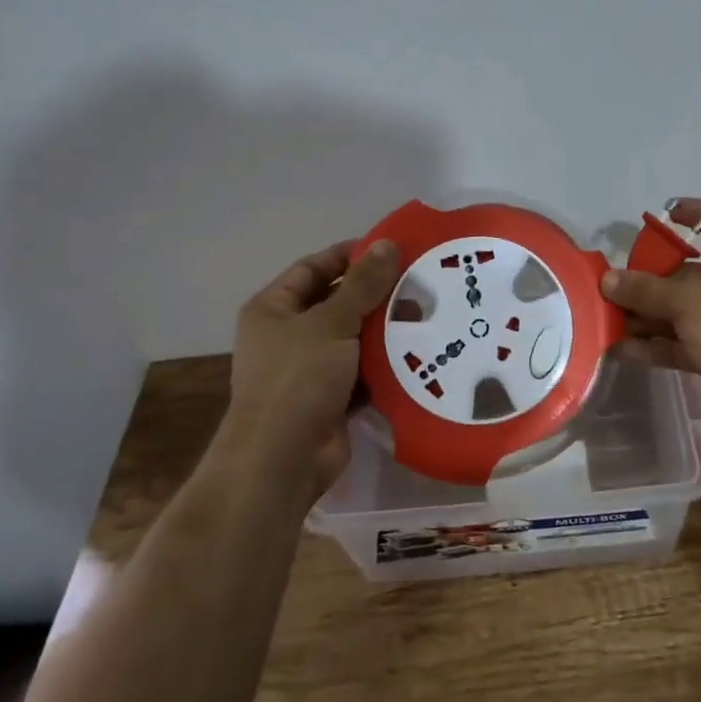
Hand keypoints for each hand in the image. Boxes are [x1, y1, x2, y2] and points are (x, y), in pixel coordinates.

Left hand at [223, 238, 399, 495]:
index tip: (391, 249)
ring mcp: (309, 370)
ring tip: (427, 314)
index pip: (313, 268)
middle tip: (419, 283)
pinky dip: (385, 364)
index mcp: (273, 309)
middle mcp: (287, 336)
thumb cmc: (298, 378)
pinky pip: (363, 372)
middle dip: (374, 294)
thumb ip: (363, 284)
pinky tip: (420, 353)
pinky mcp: (331, 399)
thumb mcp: (331, 322)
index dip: (349, 256)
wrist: (283, 457)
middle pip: (336, 303)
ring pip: (353, 339)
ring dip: (384, 330)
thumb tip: (389, 244)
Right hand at [601, 199, 700, 446]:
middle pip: (693, 272)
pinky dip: (657, 344)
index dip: (700, 211)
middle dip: (653, 278)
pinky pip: (684, 342)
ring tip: (610, 318)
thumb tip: (608, 279)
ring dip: (649, 315)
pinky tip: (624, 349)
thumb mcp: (688, 303)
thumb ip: (645, 289)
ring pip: (684, 311)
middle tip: (618, 283)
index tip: (668, 213)